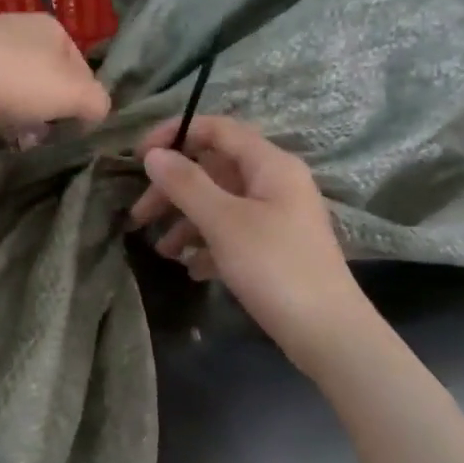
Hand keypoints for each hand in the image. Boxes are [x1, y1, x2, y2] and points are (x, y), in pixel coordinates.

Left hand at [0, 15, 110, 129]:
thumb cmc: (7, 78)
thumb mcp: (67, 93)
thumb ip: (95, 101)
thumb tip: (102, 110)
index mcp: (53, 29)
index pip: (83, 70)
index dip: (83, 103)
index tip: (73, 131)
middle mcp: (20, 27)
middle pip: (48, 77)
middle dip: (49, 109)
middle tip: (42, 137)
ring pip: (16, 83)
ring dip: (20, 111)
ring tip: (14, 136)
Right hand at [130, 115, 369, 363]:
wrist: (326, 332)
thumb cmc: (274, 267)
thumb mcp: (224, 222)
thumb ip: (186, 184)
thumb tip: (153, 154)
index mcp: (270, 165)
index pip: (218, 130)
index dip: (175, 135)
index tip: (137, 157)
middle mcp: (275, 183)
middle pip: (214, 170)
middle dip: (174, 190)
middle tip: (138, 216)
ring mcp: (276, 217)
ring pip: (220, 205)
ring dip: (186, 222)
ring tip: (163, 251)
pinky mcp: (274, 249)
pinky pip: (232, 235)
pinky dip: (208, 246)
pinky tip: (191, 269)